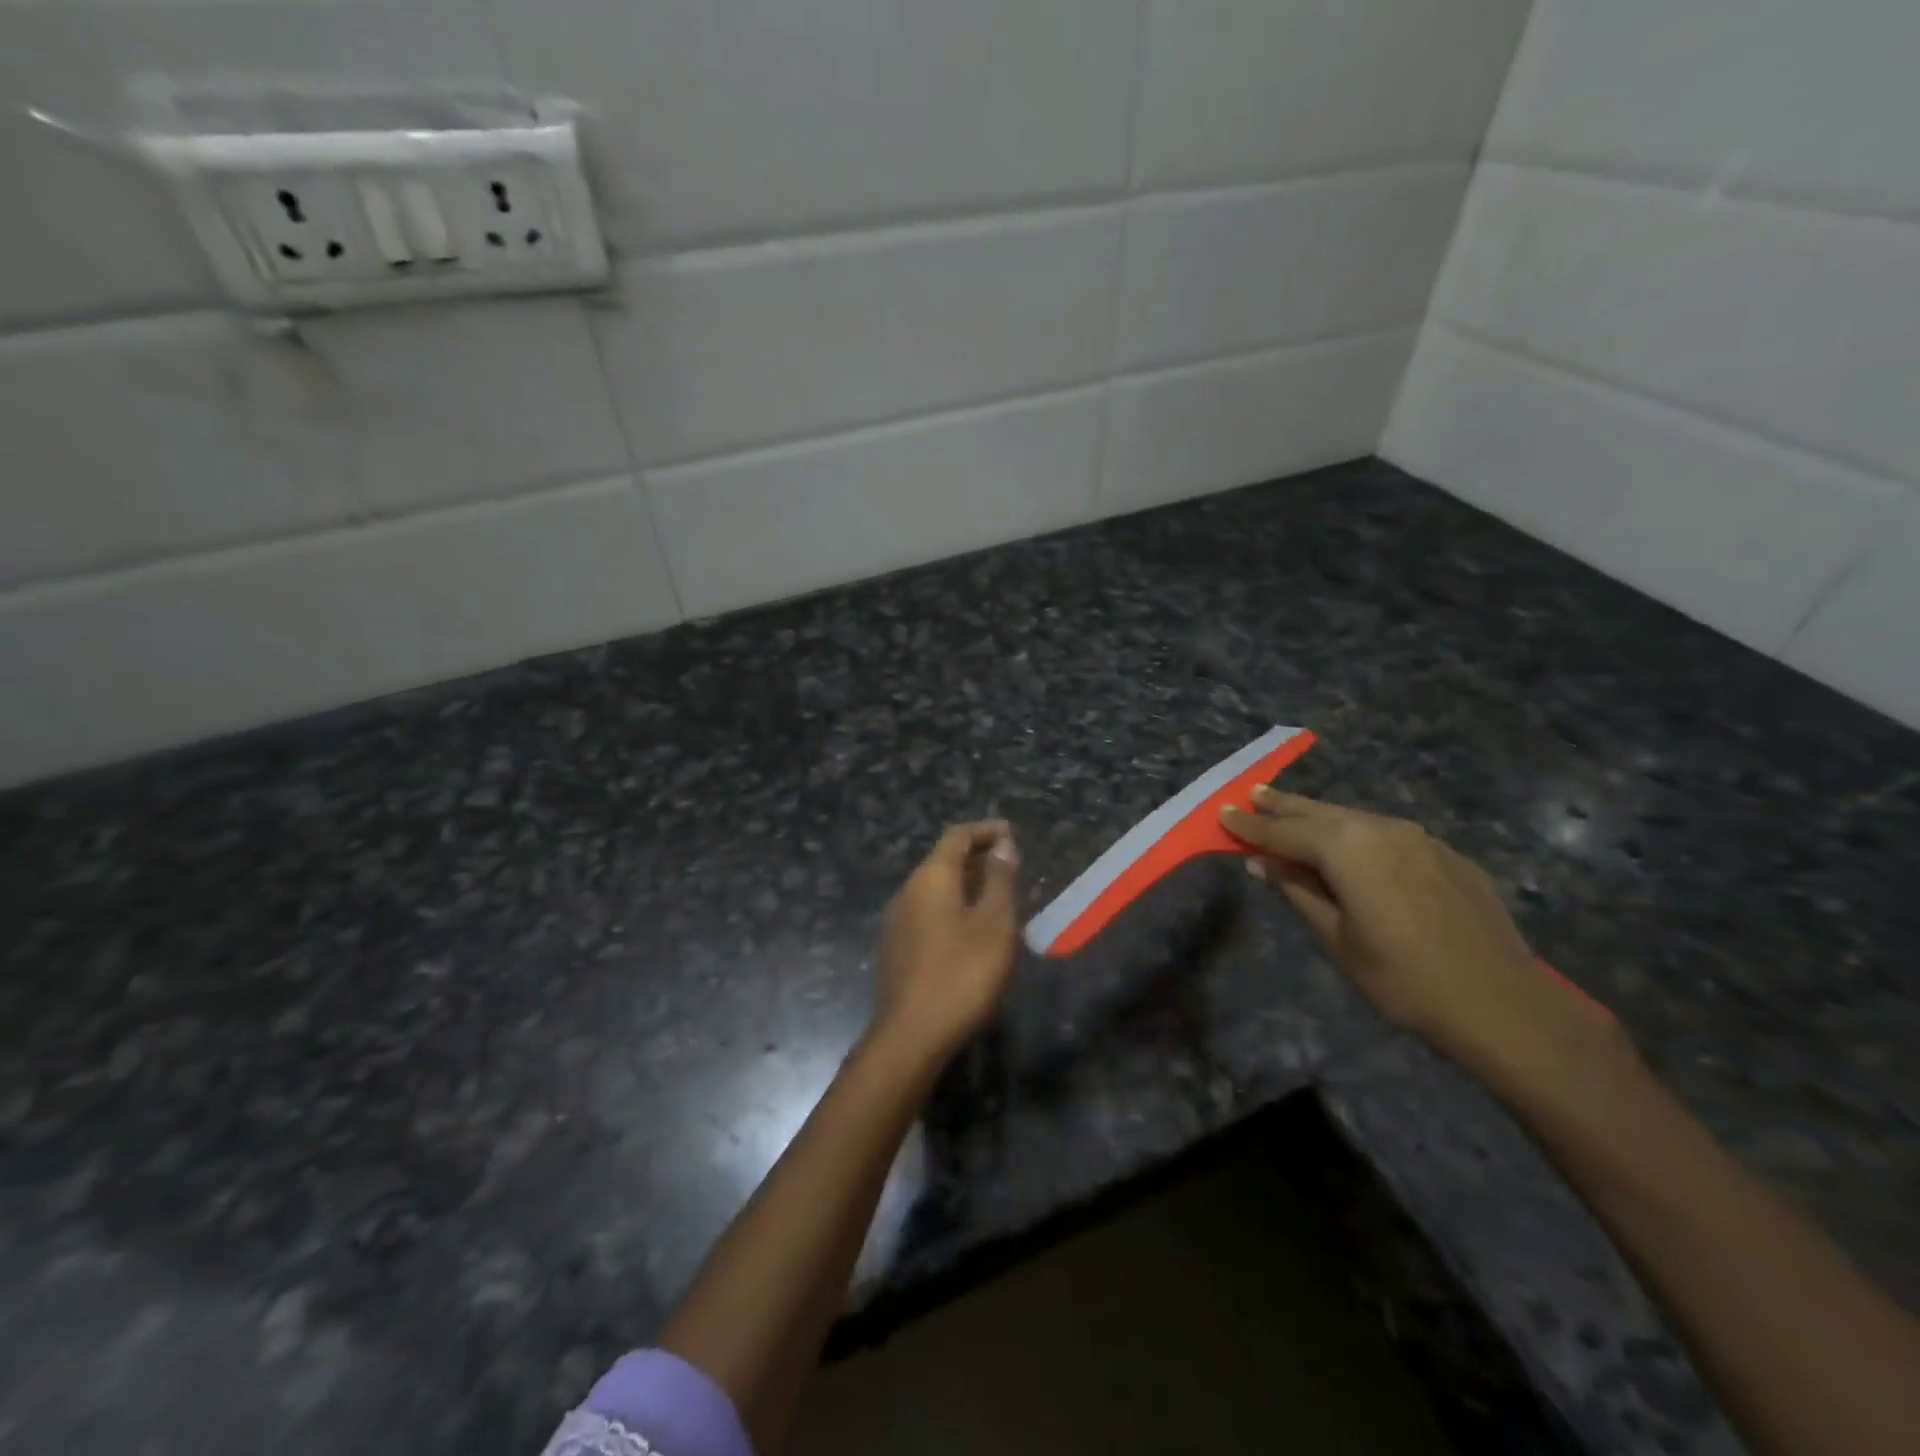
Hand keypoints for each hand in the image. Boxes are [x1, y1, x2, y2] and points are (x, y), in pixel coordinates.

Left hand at [871, 821, 1021, 1062]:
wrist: (911, 1036)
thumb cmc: (962, 974)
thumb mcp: (994, 924)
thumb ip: (999, 880)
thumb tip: (1001, 844)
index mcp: (931, 878)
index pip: (957, 836)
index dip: (985, 831)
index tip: (1011, 833)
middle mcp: (908, 891)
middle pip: (943, 860)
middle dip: (977, 857)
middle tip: (1011, 866)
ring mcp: (898, 921)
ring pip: (936, 888)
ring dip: (966, 884)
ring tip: (998, 897)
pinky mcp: (897, 948)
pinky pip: (929, 912)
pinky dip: (954, 907)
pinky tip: (973, 930)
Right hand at [1222, 788, 1617, 1091]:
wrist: (1502, 1005)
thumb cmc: (1403, 979)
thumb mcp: (1337, 938)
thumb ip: (1297, 891)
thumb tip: (1262, 863)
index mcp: (1346, 848)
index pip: (1283, 831)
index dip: (1250, 826)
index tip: (1222, 813)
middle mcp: (1379, 828)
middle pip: (1318, 812)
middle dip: (1282, 805)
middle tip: (1254, 794)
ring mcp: (1419, 838)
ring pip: (1354, 818)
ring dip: (1320, 817)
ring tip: (1294, 813)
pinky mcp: (1446, 854)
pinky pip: (1387, 835)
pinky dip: (1358, 834)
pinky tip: (1354, 848)